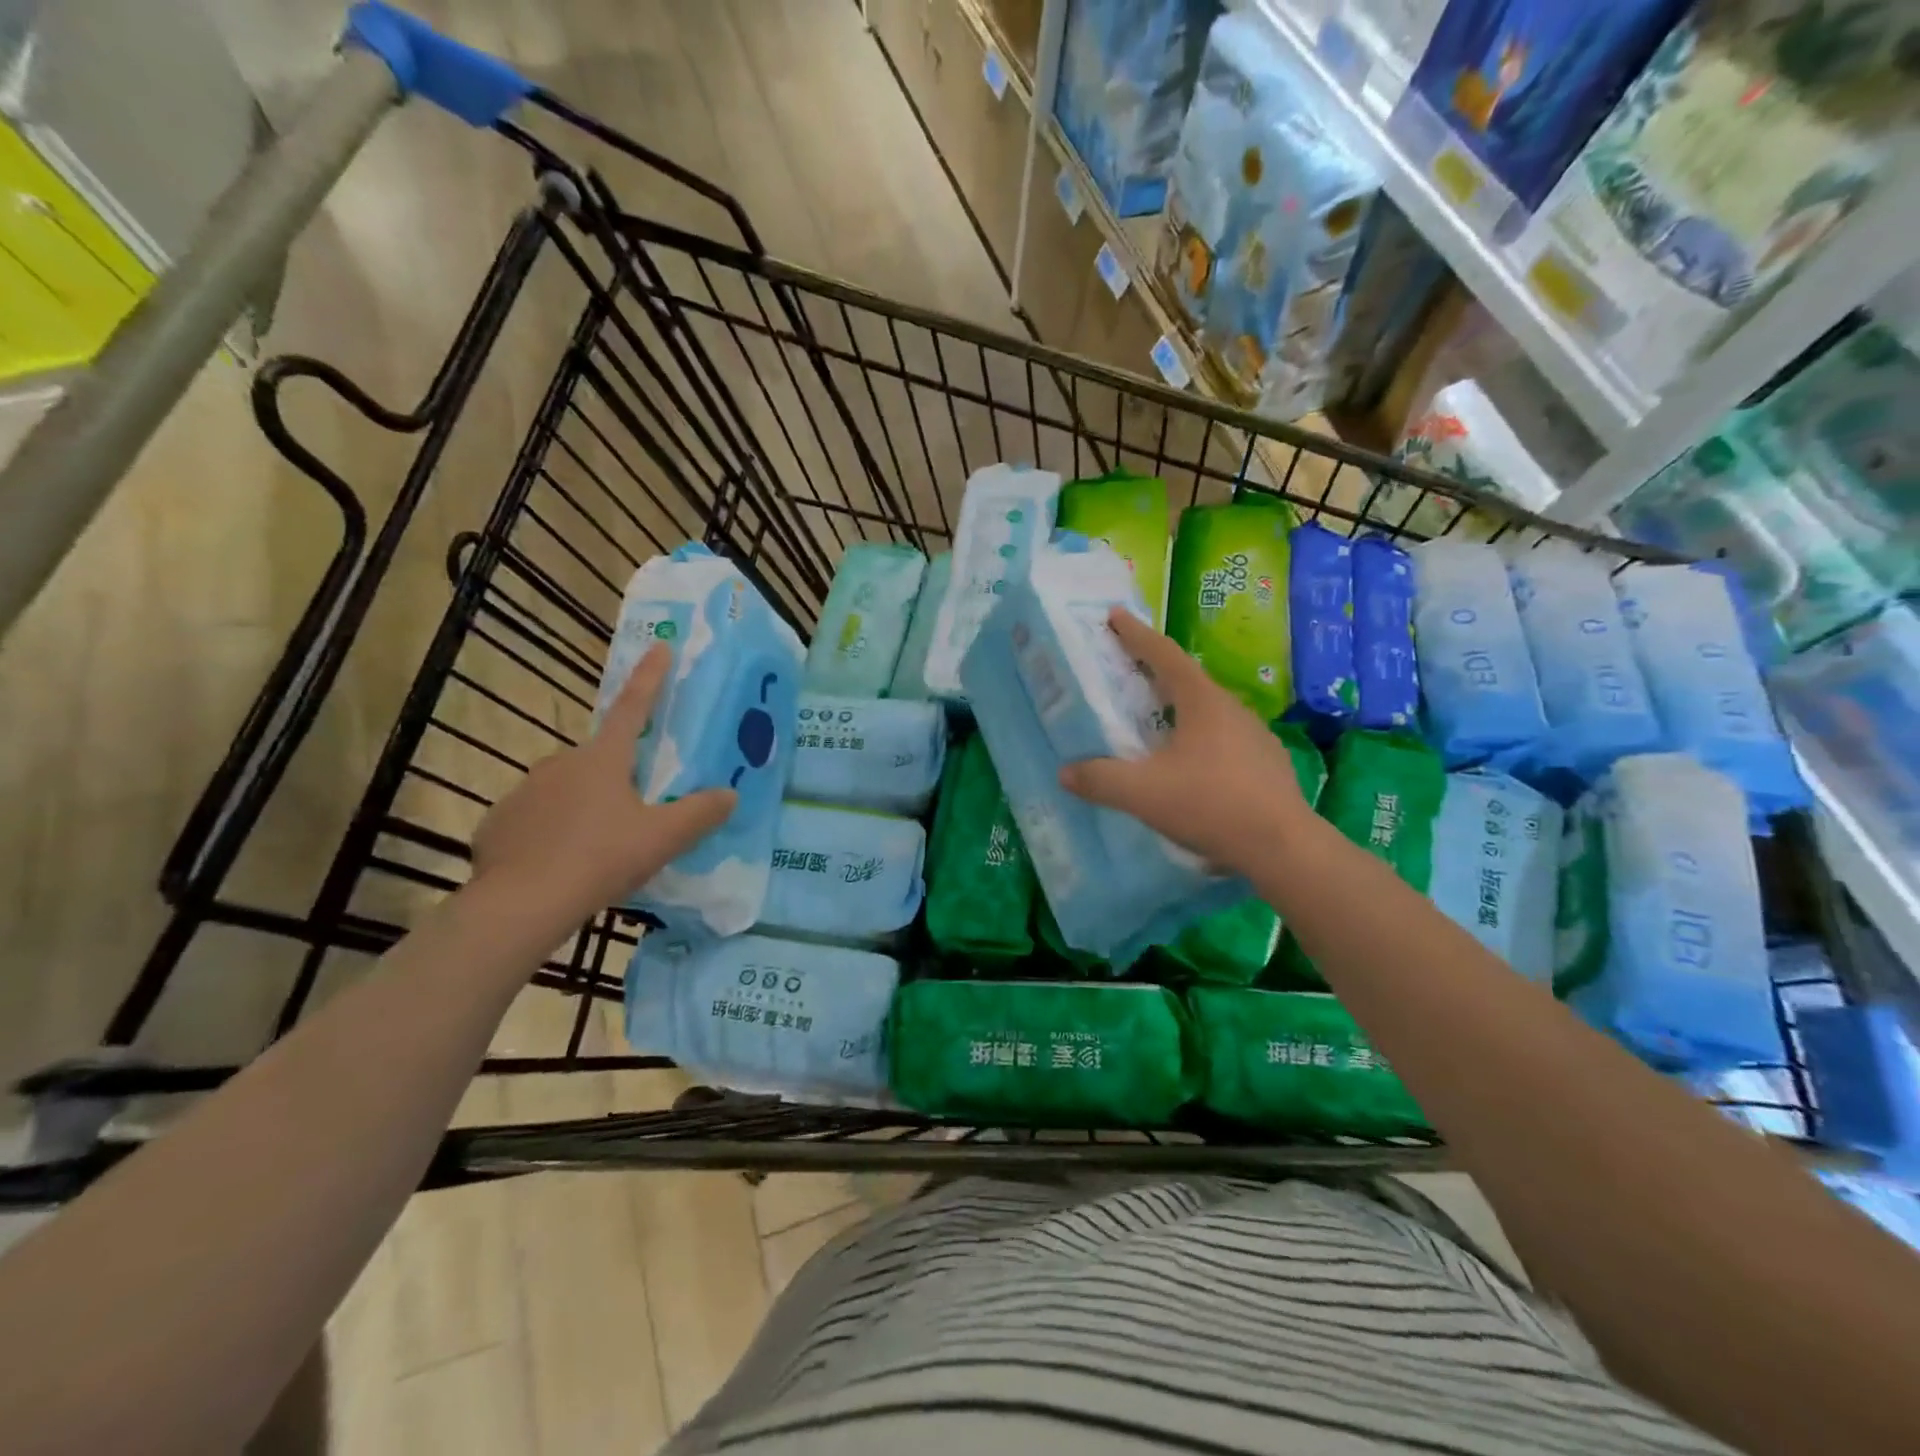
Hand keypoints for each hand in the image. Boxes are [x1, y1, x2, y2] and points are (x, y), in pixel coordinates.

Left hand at [470, 643, 736, 920]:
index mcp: (603, 759)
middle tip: (634, 814)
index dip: (650, 677)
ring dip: (585, 807)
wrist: (520, 904)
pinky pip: (536, 819)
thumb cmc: (600, 859)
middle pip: (600, 760)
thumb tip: (730, 795)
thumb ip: (700, 814)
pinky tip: (561, 864)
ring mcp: (525, 791)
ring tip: (599, 849)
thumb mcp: (662, 838)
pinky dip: (552, 833)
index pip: (634, 708)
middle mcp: (561, 763)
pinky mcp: (499, 823)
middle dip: (618, 776)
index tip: (659, 645)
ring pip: (567, 790)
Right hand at [1060, 608, 1310, 874]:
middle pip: (1187, 680)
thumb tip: (1065, 772)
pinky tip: (1192, 764)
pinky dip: (1200, 739)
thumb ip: (1100, 780)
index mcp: (1202, 702)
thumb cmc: (1210, 804)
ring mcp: (1255, 736)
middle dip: (1155, 671)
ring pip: (1208, 711)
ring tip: (1157, 721)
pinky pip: (1225, 739)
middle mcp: (1231, 709)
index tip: (1115, 615)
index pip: (1163, 655)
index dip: (1136, 634)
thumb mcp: (1143, 793)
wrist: (1282, 846)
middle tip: (1128, 671)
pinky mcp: (1267, 764)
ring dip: (1180, 708)